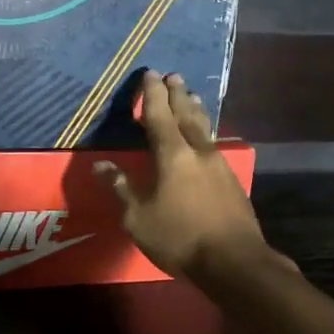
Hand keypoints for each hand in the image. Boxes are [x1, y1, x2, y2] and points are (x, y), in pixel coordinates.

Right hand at [94, 70, 284, 282]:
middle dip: (177, 94)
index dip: (153, 94)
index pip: (160, 116)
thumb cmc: (180, 237)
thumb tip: (100, 165)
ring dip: (195, 109)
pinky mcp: (232, 180)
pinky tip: (206, 137)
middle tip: (173, 75)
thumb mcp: (138, 218)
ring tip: (191, 96)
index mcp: (172, 155)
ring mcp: (219, 164)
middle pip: (186, 114)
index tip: (150, 73)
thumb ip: (121, 188)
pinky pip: (214, 144)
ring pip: (205, 128)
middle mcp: (198, 151)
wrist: (234, 260)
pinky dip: (205, 131)